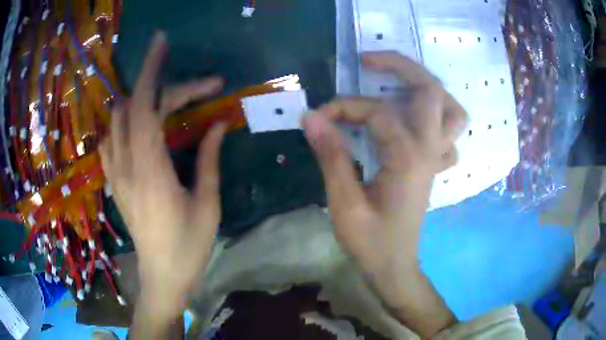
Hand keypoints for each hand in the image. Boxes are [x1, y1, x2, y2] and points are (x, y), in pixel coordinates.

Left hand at [99, 32, 225, 318]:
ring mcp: (117, 174)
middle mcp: (127, 164)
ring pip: (116, 120)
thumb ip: (209, 158)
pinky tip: (137, 130)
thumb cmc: (188, 246)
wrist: (162, 277)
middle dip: (156, 80)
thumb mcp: (208, 203)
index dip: (154, 70)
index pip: (145, 104)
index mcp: (151, 168)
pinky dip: (122, 124)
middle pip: (132, 106)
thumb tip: (218, 123)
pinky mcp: (115, 183)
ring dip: (138, 101)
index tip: (165, 45)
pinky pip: (109, 142)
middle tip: (193, 86)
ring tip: (164, 101)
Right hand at [302, 51, 466, 336]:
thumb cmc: (370, 242)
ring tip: (397, 83)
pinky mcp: (434, 165)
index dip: (343, 107)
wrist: (394, 266)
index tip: (317, 117)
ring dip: (427, 88)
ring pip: (451, 109)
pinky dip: (436, 117)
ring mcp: (437, 157)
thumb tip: (312, 116)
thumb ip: (332, 156)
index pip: (377, 112)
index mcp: (409, 158)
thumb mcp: (344, 203)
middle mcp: (430, 150)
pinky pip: (448, 133)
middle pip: (432, 91)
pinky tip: (412, 120)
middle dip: (401, 66)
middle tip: (369, 60)